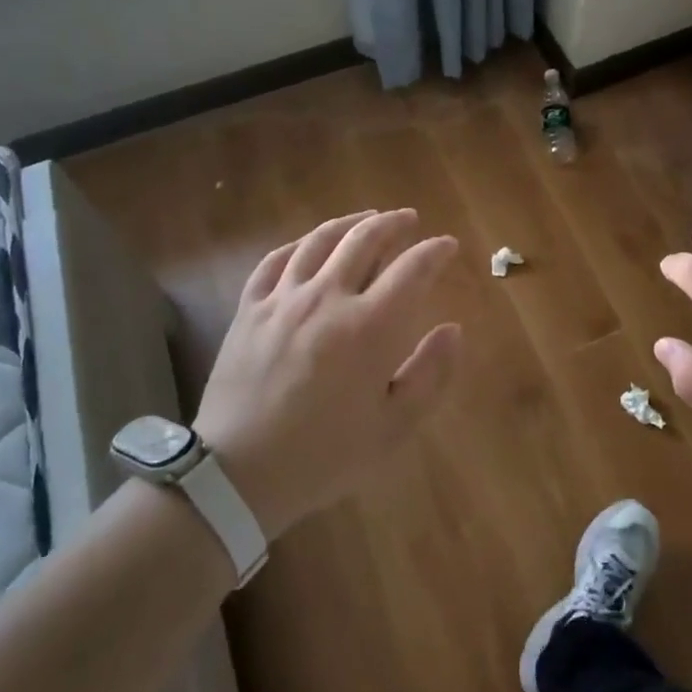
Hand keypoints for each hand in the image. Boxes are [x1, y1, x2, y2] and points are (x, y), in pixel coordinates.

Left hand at [192, 210, 460, 539]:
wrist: (238, 474)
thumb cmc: (325, 455)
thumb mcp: (394, 428)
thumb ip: (431, 374)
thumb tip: (453, 329)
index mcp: (370, 326)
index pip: (413, 269)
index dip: (435, 251)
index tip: (447, 245)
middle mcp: (328, 298)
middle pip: (365, 239)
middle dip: (394, 224)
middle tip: (409, 219)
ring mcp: (283, 299)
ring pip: (320, 241)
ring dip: (349, 222)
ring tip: (366, 217)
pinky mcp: (250, 309)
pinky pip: (275, 261)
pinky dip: (299, 245)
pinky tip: (309, 245)